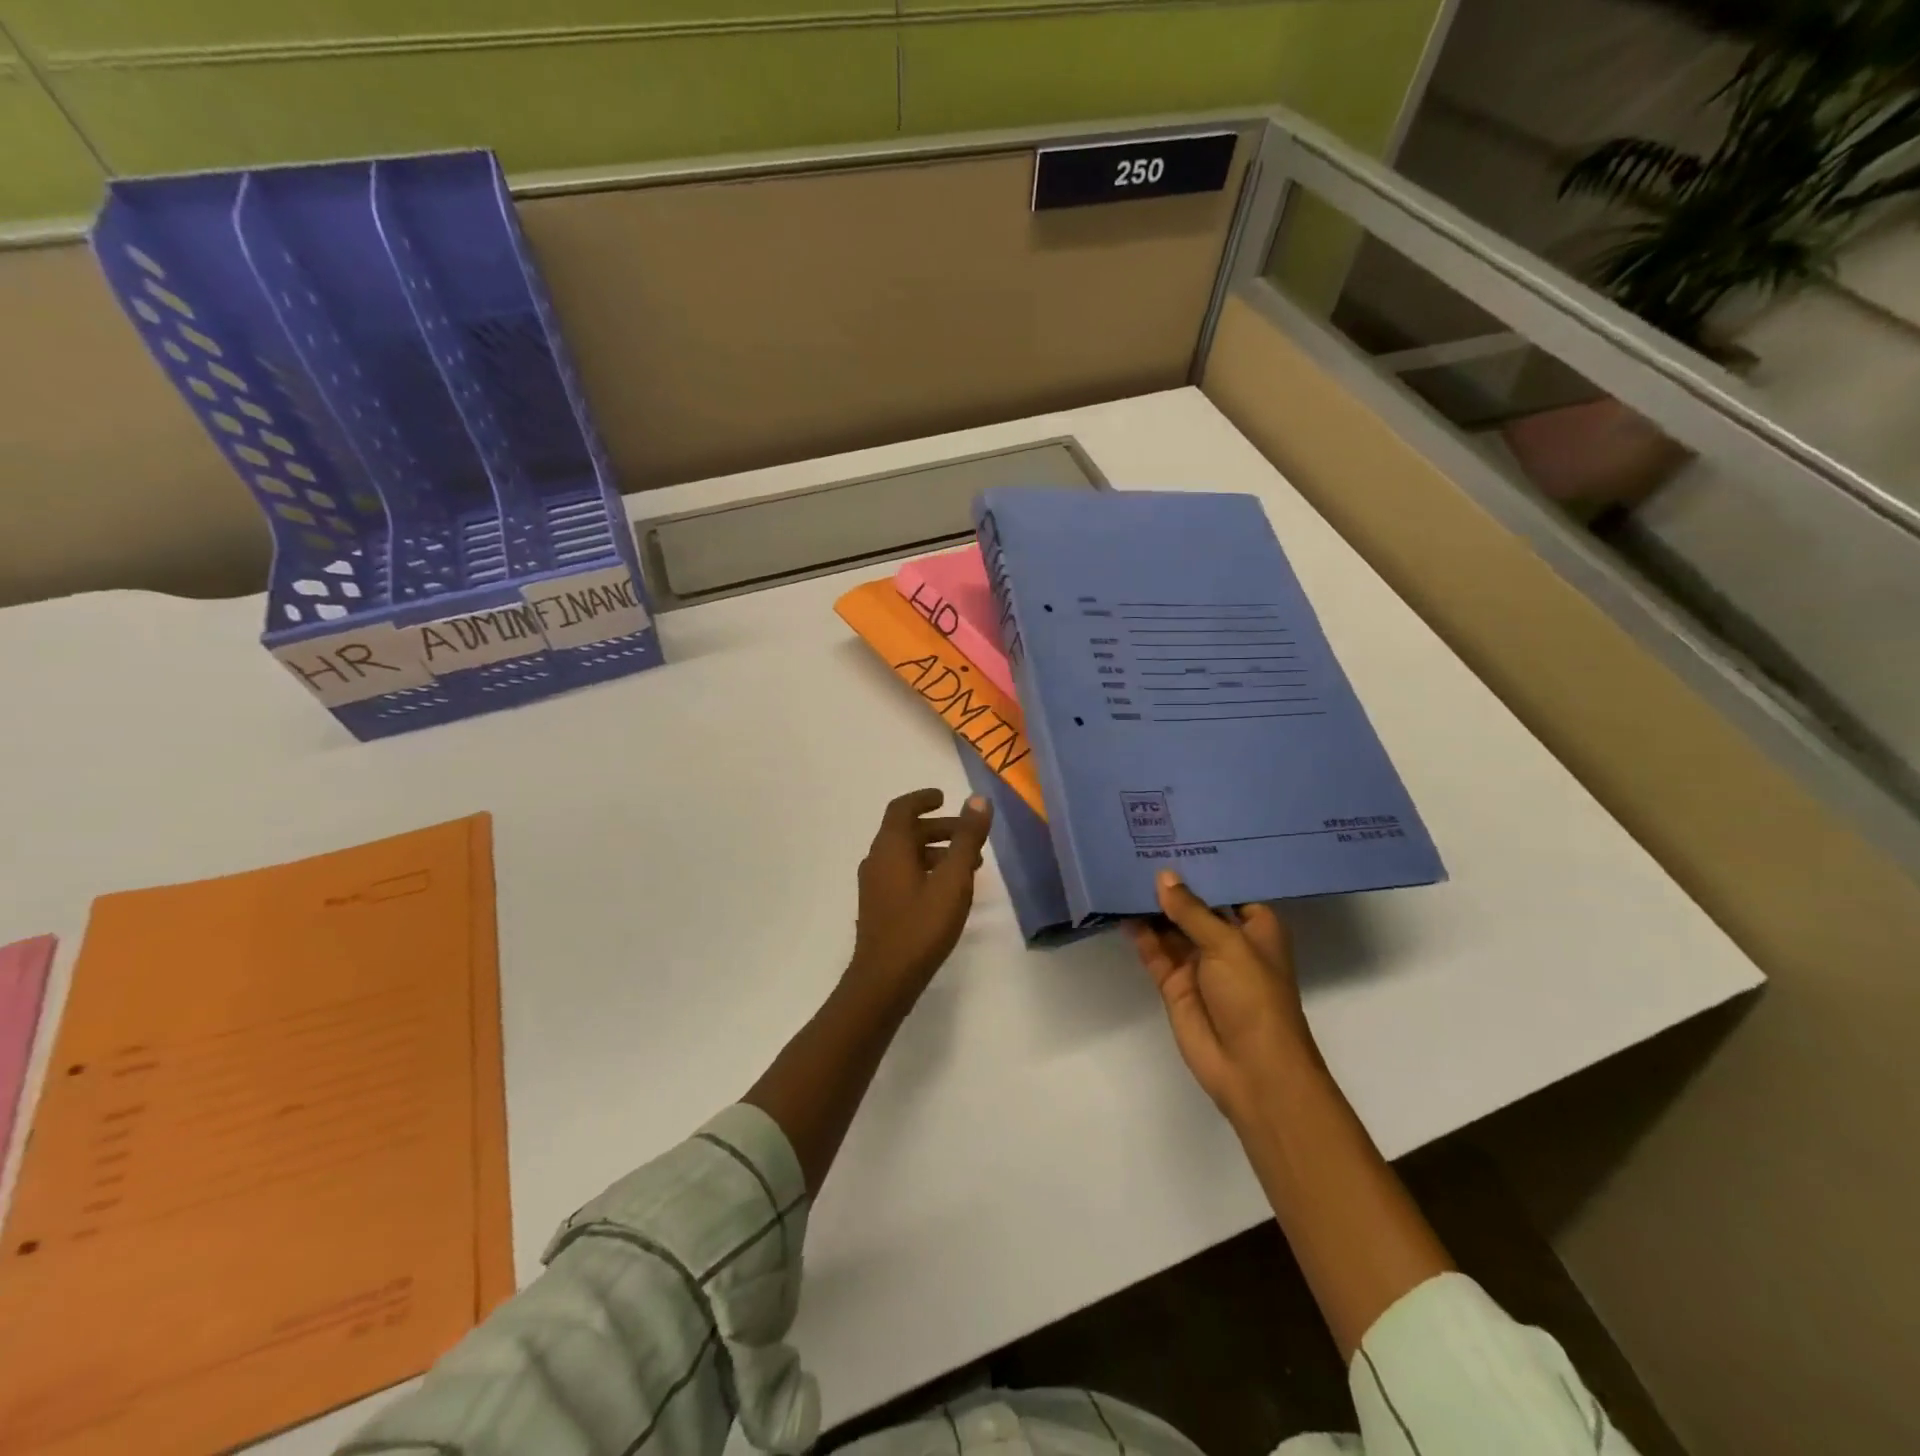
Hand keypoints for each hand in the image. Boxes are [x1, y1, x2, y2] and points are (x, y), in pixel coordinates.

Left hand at [847, 788, 994, 1012]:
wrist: (884, 980)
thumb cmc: (921, 926)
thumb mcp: (953, 880)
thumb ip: (967, 838)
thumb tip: (977, 799)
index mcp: (890, 847)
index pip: (902, 808)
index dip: (923, 799)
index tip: (944, 797)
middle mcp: (877, 860)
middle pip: (906, 832)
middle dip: (938, 828)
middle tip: (969, 836)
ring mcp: (874, 885)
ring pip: (905, 855)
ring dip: (935, 851)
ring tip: (969, 866)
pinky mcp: (878, 906)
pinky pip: (901, 874)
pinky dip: (925, 869)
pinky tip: (947, 891)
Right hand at [1126, 869, 1320, 1123]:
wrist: (1251, 1069)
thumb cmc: (1254, 996)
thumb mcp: (1227, 944)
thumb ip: (1192, 910)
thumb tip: (1163, 877)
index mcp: (1254, 927)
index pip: (1229, 886)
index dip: (1206, 864)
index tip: (1179, 834)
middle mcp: (1227, 940)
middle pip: (1196, 904)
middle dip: (1173, 882)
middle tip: (1141, 845)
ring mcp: (1198, 962)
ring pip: (1170, 926)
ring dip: (1151, 905)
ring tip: (1123, 869)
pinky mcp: (1174, 982)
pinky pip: (1153, 950)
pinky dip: (1138, 932)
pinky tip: (1119, 907)